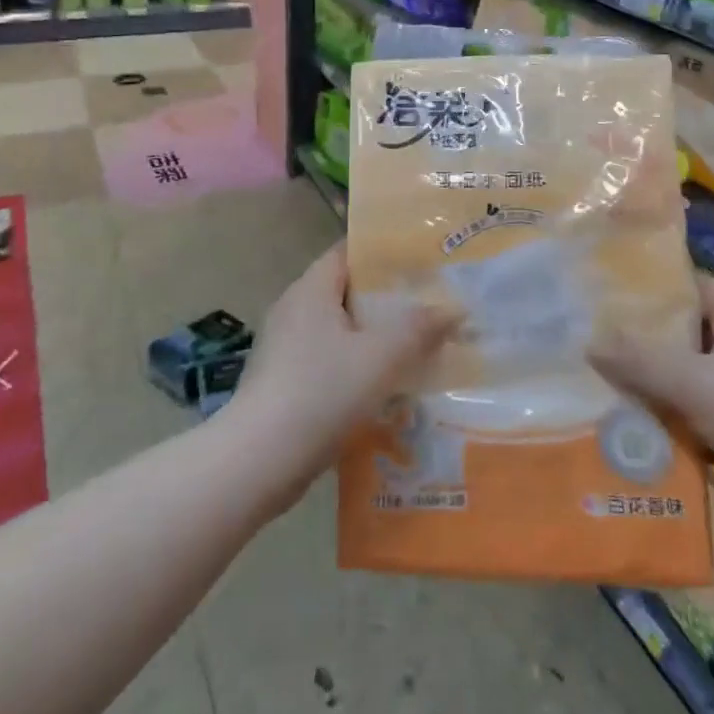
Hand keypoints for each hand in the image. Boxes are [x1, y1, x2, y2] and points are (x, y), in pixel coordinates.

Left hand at [227, 243, 453, 495]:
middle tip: (429, 303)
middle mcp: (294, 310)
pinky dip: (356, 365)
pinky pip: (328, 360)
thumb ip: (419, 328)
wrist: (259, 461)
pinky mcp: (283, 382)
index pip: (348, 252)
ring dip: (374, 336)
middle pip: (346, 291)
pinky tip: (385, 385)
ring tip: (417, 344)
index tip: (421, 259)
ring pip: (339, 330)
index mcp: (311, 290)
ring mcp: (284, 347)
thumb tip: (454, 308)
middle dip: (387, 297)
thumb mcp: (380, 357)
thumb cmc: (321, 392)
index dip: (383, 252)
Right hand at [589, 273, 713, 502]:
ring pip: (700, 371)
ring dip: (667, 383)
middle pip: (690, 330)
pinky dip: (689, 413)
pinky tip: (657, 429)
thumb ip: (638, 360)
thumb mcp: (691, 382)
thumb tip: (589, 343)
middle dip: (650, 344)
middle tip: (606, 353)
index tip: (610, 308)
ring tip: (619, 391)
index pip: (689, 286)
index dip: (651, 295)